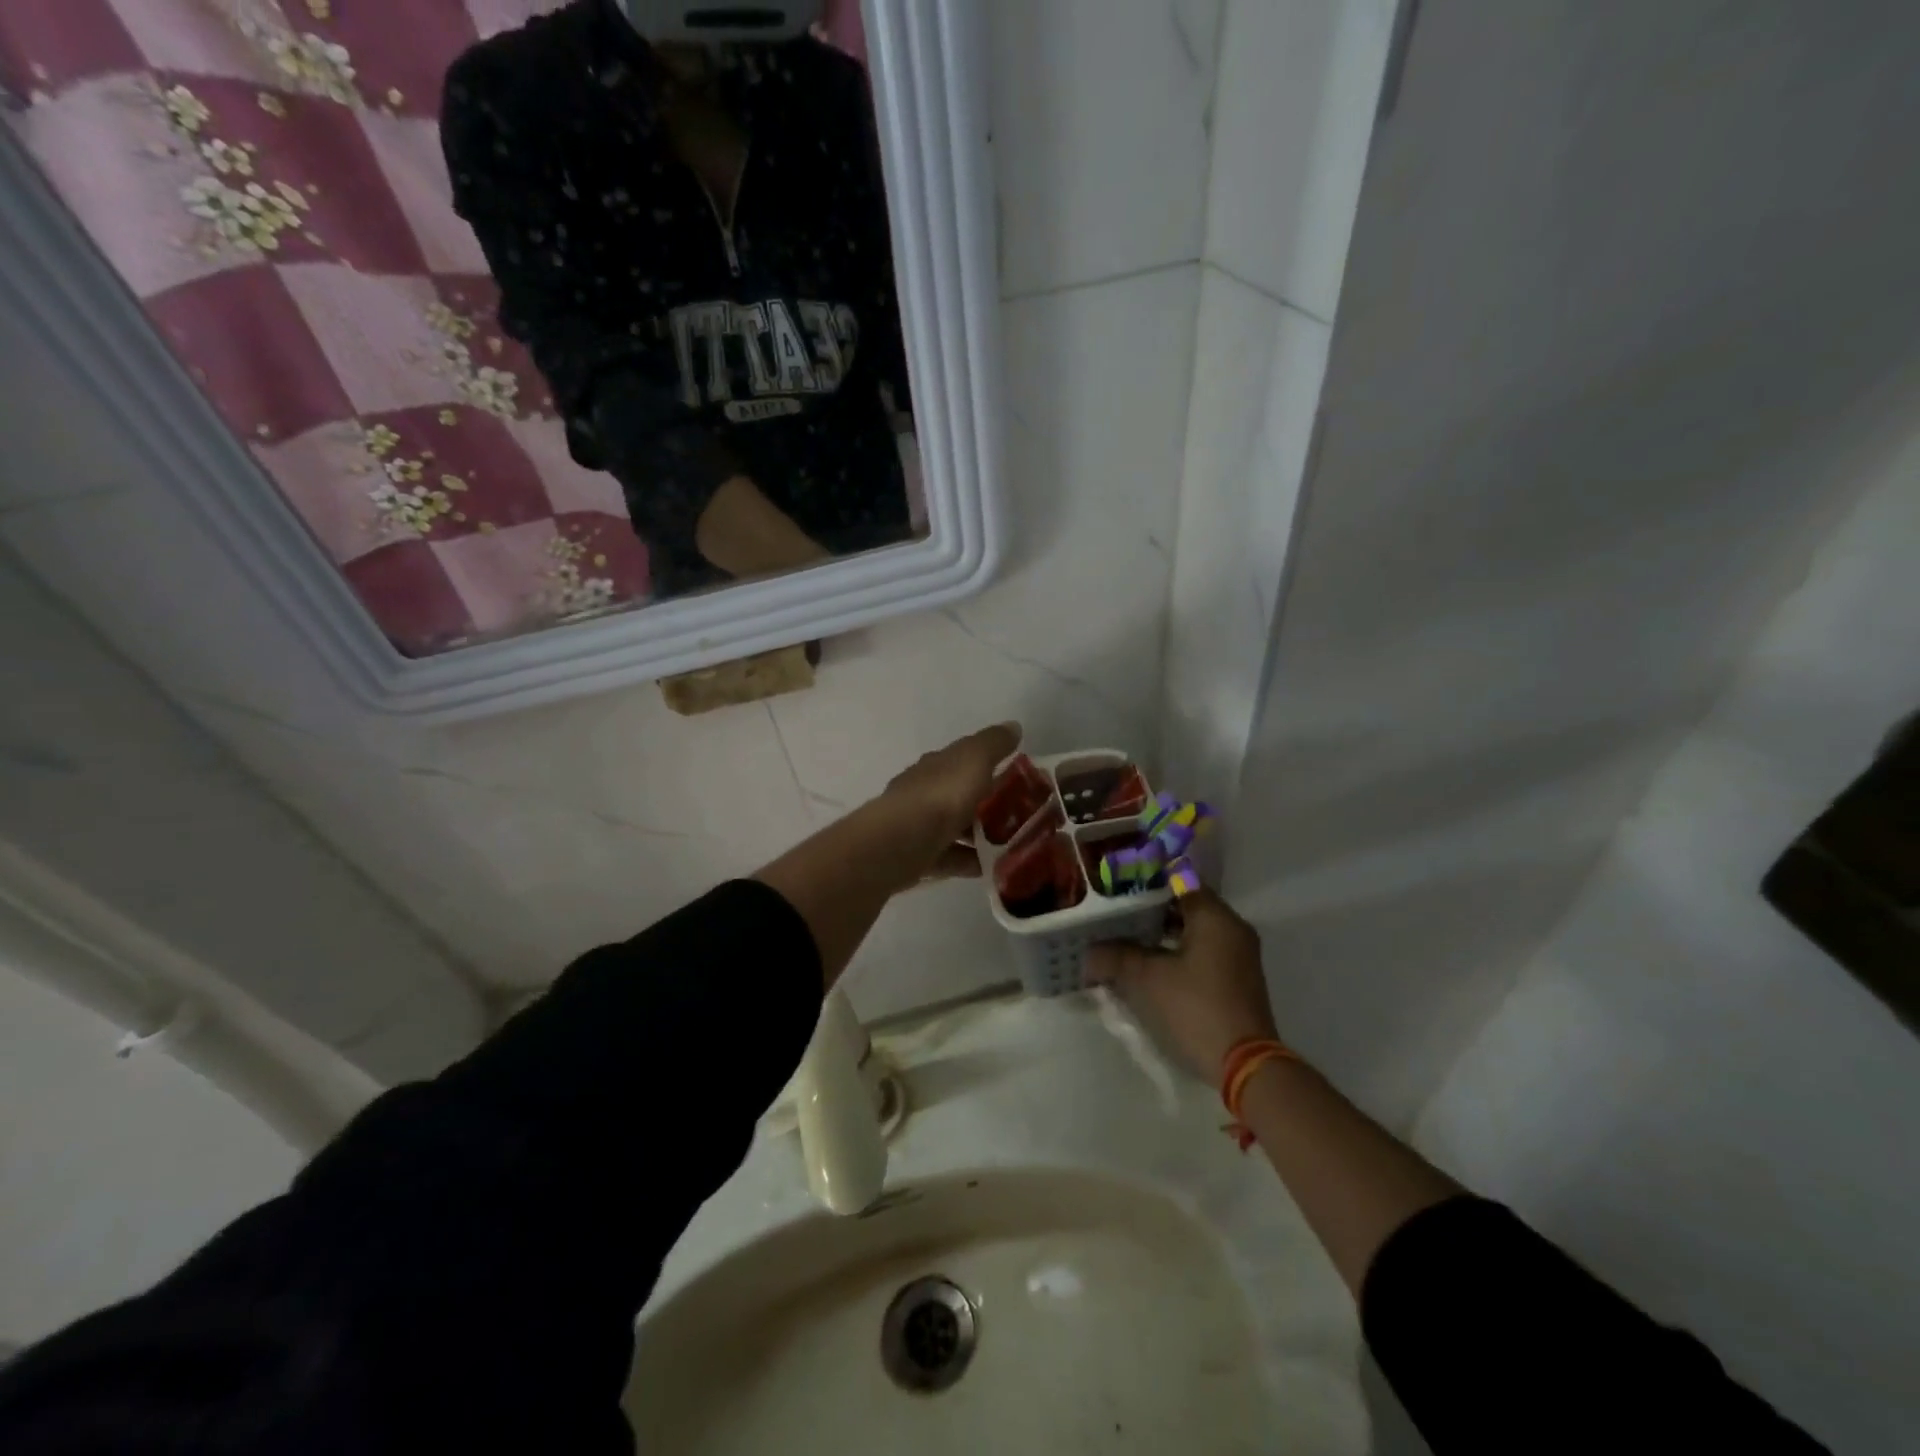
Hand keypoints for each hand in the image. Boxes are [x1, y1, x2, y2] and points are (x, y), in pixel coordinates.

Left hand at [882, 722, 1021, 880]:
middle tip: (1022, 816)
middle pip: (960, 795)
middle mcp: (925, 791)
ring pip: (955, 828)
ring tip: (1012, 846)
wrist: (900, 842)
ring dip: (980, 836)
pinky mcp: (917, 856)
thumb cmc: (941, 795)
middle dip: (988, 804)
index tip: (1017, 778)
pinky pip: (950, 857)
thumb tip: (1013, 726)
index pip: (964, 759)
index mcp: (937, 765)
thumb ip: (994, 743)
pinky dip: (969, 861)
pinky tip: (991, 868)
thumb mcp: (974, 759)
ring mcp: (919, 825)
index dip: (989, 765)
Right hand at [1087, 891, 1278, 1080]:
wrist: (1244, 1066)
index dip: (1146, 882)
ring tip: (1124, 939)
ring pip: (1193, 931)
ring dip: (1161, 934)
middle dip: (1149, 910)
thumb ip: (1115, 956)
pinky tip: (1147, 965)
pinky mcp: (1236, 980)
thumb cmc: (1195, 1008)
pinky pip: (1202, 952)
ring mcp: (1238, 956)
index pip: (1179, 881)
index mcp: (1215, 917)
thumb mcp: (1147, 979)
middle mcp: (1232, 929)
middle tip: (1115, 913)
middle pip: (1186, 905)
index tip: (1118, 887)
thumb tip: (1089, 952)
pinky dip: (1176, 952)